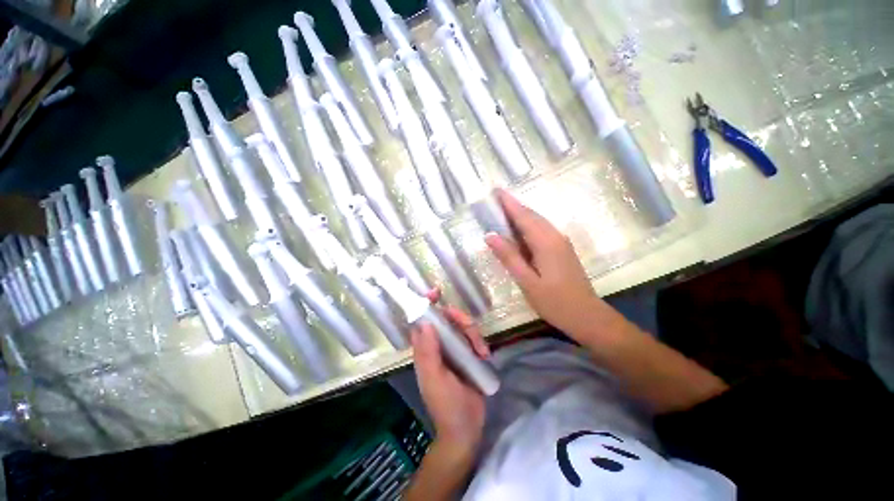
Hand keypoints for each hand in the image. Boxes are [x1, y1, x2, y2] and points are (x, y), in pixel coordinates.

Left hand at [411, 307, 489, 453]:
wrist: (467, 427)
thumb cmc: (446, 404)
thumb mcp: (435, 379)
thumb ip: (428, 352)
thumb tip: (424, 323)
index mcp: (425, 349)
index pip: (421, 321)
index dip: (426, 305)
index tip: (436, 293)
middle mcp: (438, 345)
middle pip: (446, 318)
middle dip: (459, 318)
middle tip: (470, 327)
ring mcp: (454, 349)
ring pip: (461, 326)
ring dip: (473, 333)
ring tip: (481, 351)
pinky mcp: (468, 354)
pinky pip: (473, 337)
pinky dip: (479, 342)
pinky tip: (484, 355)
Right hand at [485, 189, 605, 335]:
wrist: (587, 316)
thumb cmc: (555, 302)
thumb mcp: (527, 282)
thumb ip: (509, 257)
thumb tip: (490, 235)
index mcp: (545, 242)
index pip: (523, 216)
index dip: (508, 203)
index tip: (495, 191)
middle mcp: (555, 236)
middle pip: (532, 215)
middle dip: (514, 205)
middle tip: (495, 198)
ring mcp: (561, 242)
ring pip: (538, 222)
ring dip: (521, 214)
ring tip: (503, 210)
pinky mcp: (562, 249)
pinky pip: (542, 230)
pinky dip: (528, 225)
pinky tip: (519, 230)